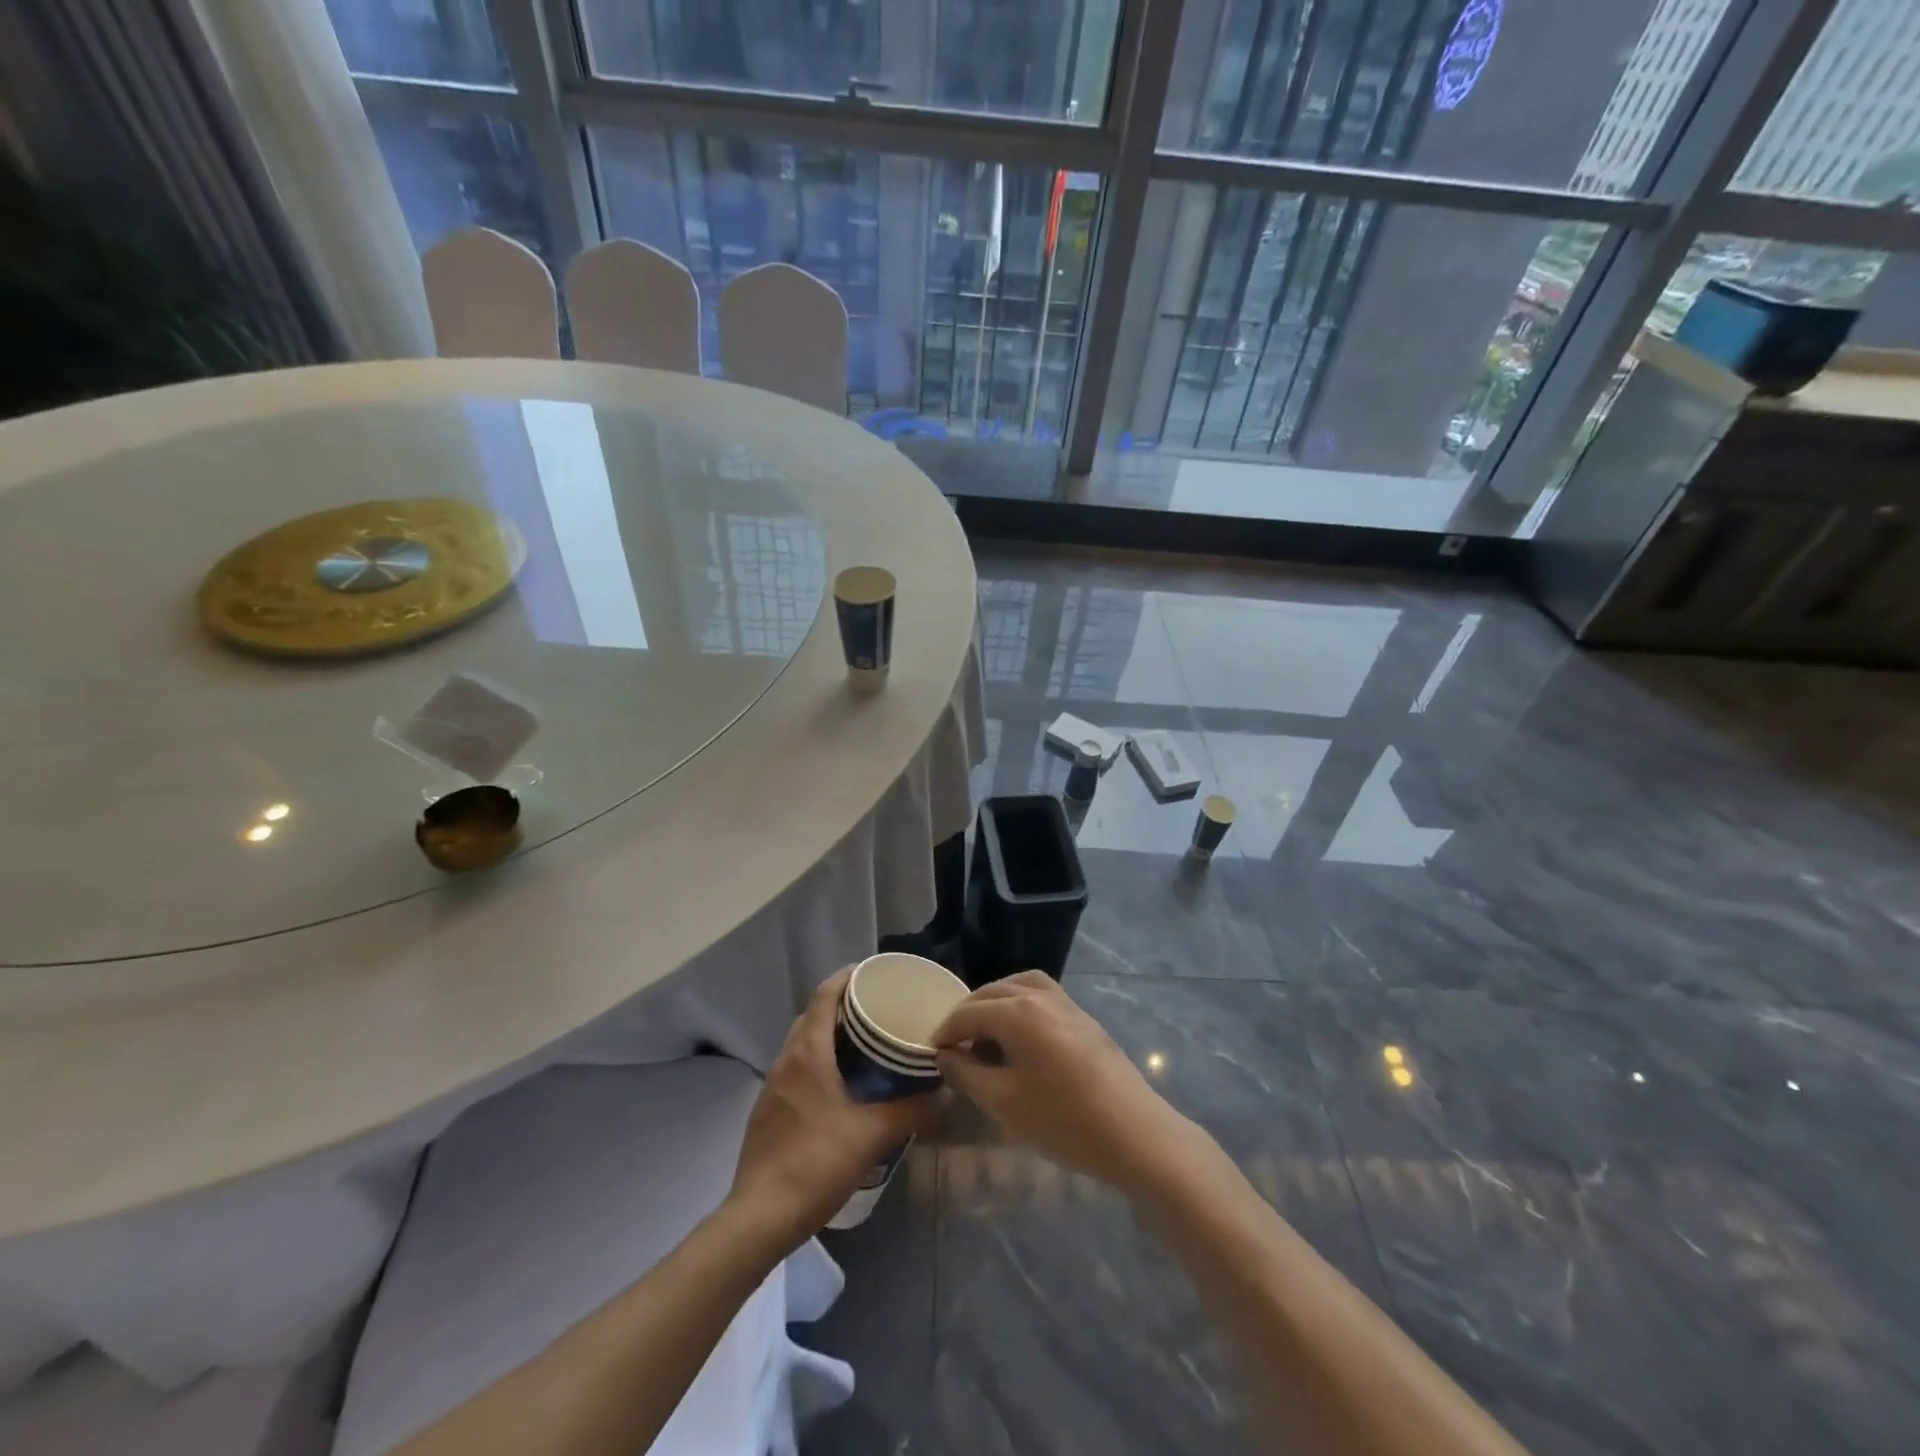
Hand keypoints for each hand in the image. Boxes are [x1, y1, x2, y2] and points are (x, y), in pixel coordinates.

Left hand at [728, 968, 942, 1247]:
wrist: (759, 1217)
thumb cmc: (816, 1163)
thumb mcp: (873, 1135)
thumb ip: (912, 1110)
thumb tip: (946, 1093)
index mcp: (808, 1053)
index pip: (825, 995)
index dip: (847, 977)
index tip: (874, 973)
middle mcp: (787, 1060)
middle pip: (813, 1015)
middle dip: (842, 1005)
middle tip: (877, 1009)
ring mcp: (773, 1085)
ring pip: (802, 1043)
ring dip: (828, 1034)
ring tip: (864, 1043)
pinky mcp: (768, 1110)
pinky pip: (796, 1068)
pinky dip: (818, 1061)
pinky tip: (840, 1085)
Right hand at [931, 972, 1192, 1194]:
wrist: (1135, 1134)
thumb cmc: (1063, 1121)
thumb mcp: (1004, 1103)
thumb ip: (967, 1074)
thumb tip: (946, 1055)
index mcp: (1017, 1011)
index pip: (968, 1012)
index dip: (945, 1031)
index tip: (932, 1054)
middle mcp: (1041, 996)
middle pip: (993, 992)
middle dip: (968, 1014)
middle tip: (954, 1045)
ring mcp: (1067, 1004)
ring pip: (1020, 986)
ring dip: (996, 1003)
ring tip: (984, 1034)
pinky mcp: (1084, 1018)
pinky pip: (1042, 996)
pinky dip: (1021, 1005)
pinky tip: (1019, 1038)